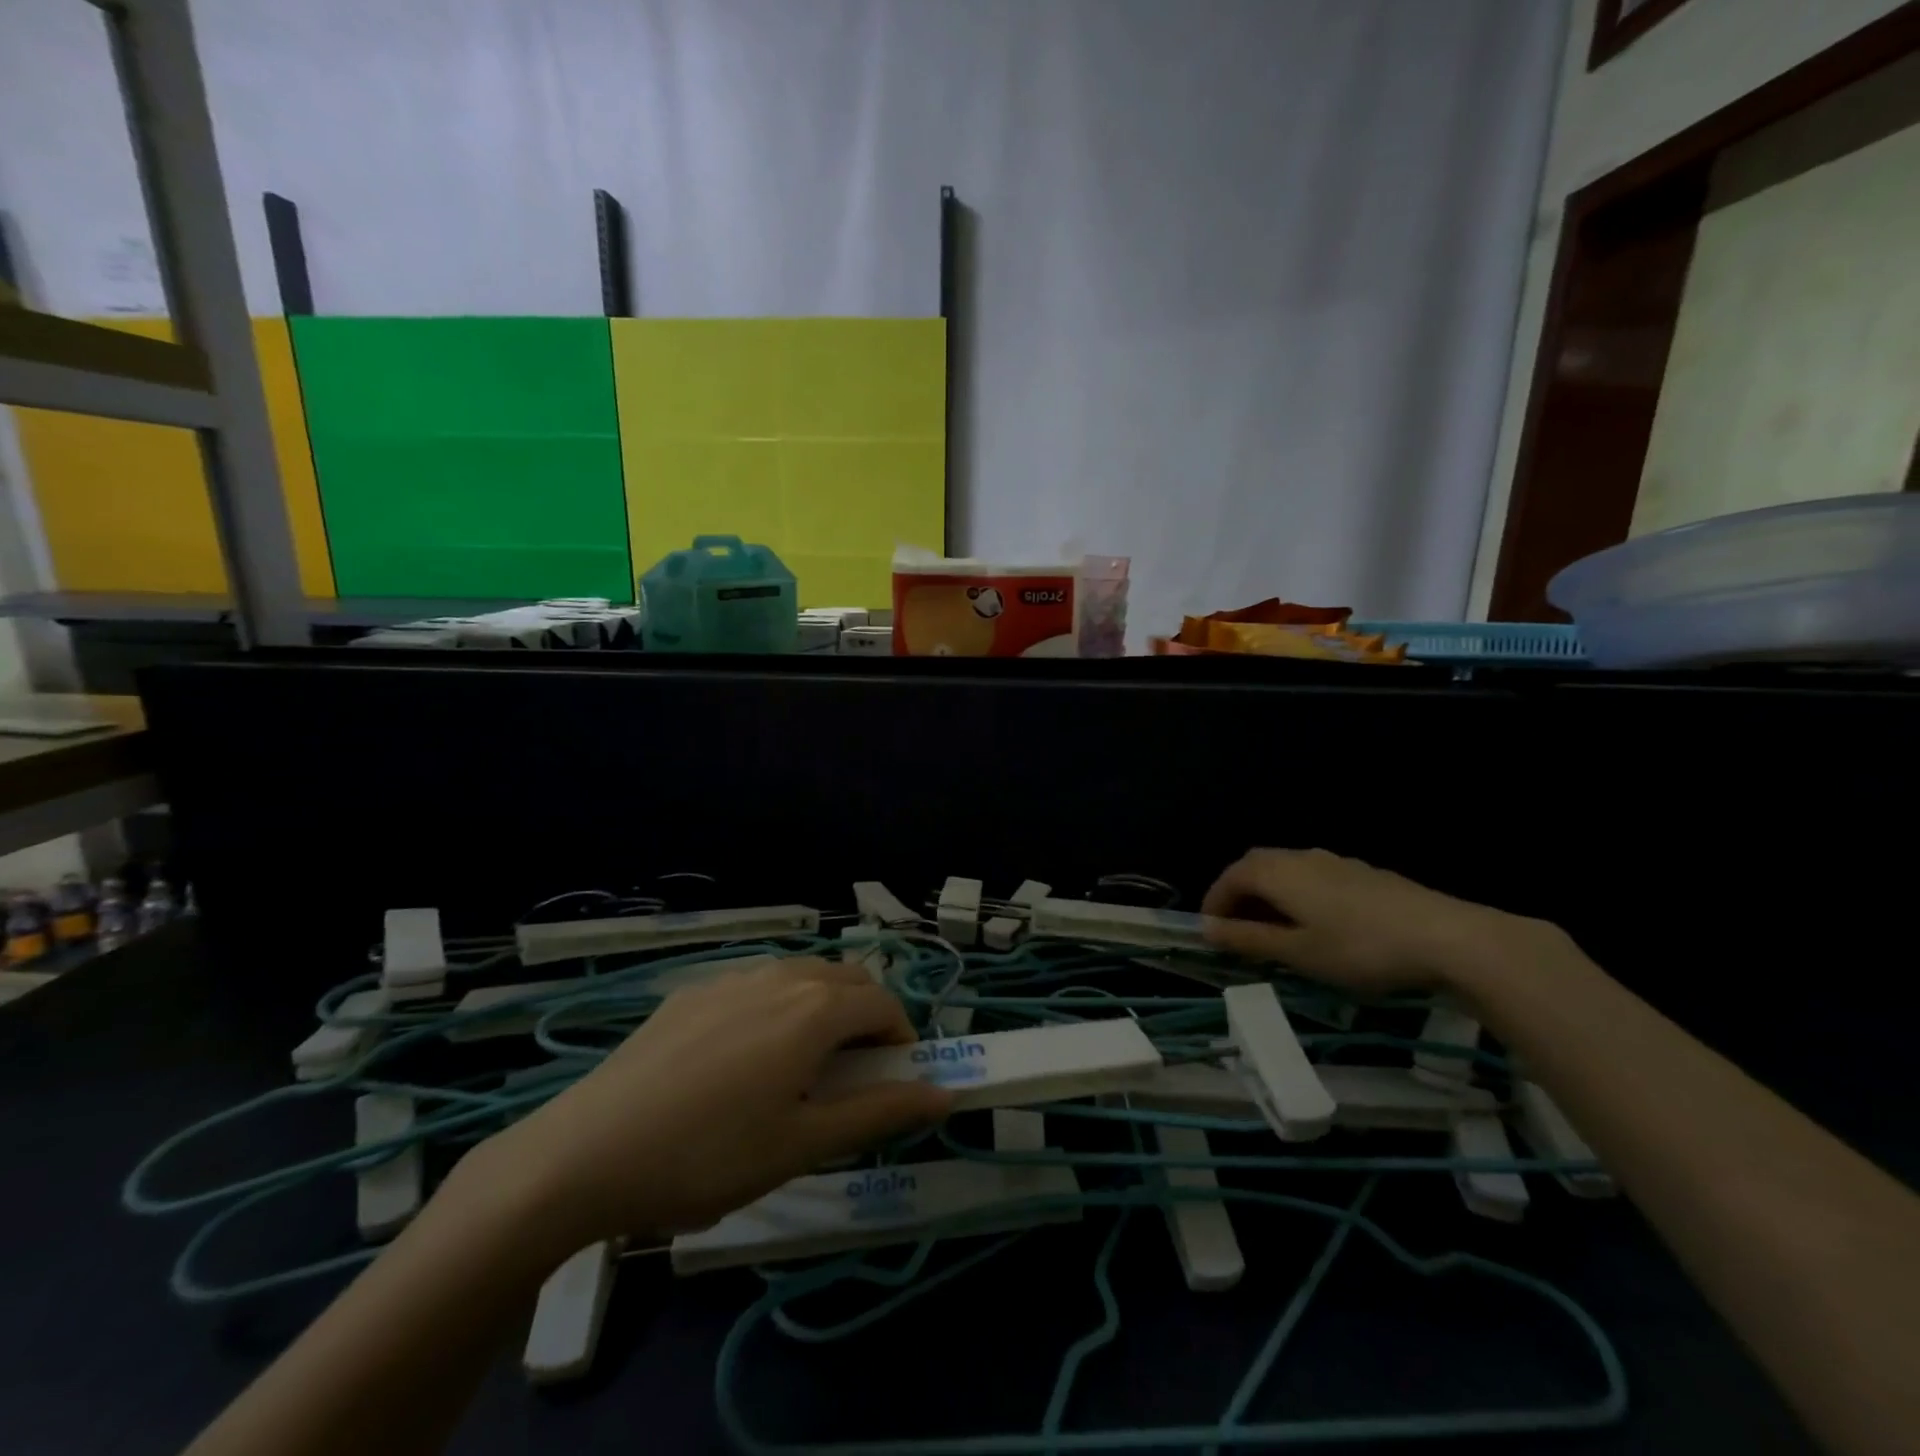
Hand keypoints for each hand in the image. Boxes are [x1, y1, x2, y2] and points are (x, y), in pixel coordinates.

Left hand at [471, 958, 951, 1247]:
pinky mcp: (693, 989)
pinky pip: (757, 985)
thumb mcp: (802, 1145)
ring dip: (822, 1009)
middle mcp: (780, 975)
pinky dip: (777, 1007)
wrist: (584, 1153)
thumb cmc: (708, 1156)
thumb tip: (944, 1093)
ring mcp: (732, 976)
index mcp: (815, 1007)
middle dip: (865, 1019)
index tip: (890, 1084)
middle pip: (847, 980)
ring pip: (801, 976)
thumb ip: (879, 1112)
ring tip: (795, 1070)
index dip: (900, 1040)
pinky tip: (740, 1061)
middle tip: (848, 1078)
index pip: (884, 1003)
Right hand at [1200, 847, 1553, 994]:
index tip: (1209, 933)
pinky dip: (1297, 895)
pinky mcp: (1362, 873)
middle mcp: (1300, 857)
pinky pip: (1311, 876)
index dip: (1213, 903)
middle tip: (1236, 930)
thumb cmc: (1359, 947)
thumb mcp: (1297, 952)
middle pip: (1255, 866)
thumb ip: (1248, 939)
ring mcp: (1334, 861)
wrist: (1446, 936)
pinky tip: (1317, 925)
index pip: (1229, 878)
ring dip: (1268, 894)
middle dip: (1238, 894)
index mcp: (1277, 872)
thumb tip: (1206, 929)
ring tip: (1274, 931)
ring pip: (1286, 870)